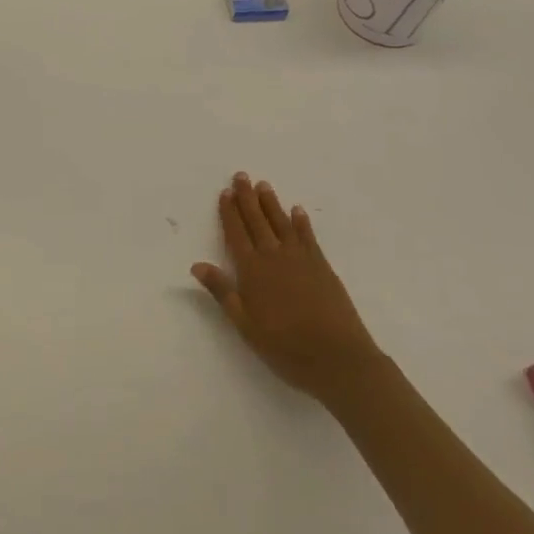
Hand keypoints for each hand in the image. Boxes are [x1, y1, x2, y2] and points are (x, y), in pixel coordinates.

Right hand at [192, 172, 383, 409]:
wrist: (337, 357)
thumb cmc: (285, 346)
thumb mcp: (245, 325)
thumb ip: (222, 292)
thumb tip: (197, 264)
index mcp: (252, 270)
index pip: (236, 234)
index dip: (229, 213)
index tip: (225, 192)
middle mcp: (274, 256)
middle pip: (257, 221)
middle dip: (247, 198)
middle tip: (241, 176)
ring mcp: (300, 258)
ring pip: (281, 223)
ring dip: (271, 203)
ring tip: (263, 185)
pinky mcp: (322, 266)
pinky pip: (308, 236)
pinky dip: (301, 222)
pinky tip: (297, 211)